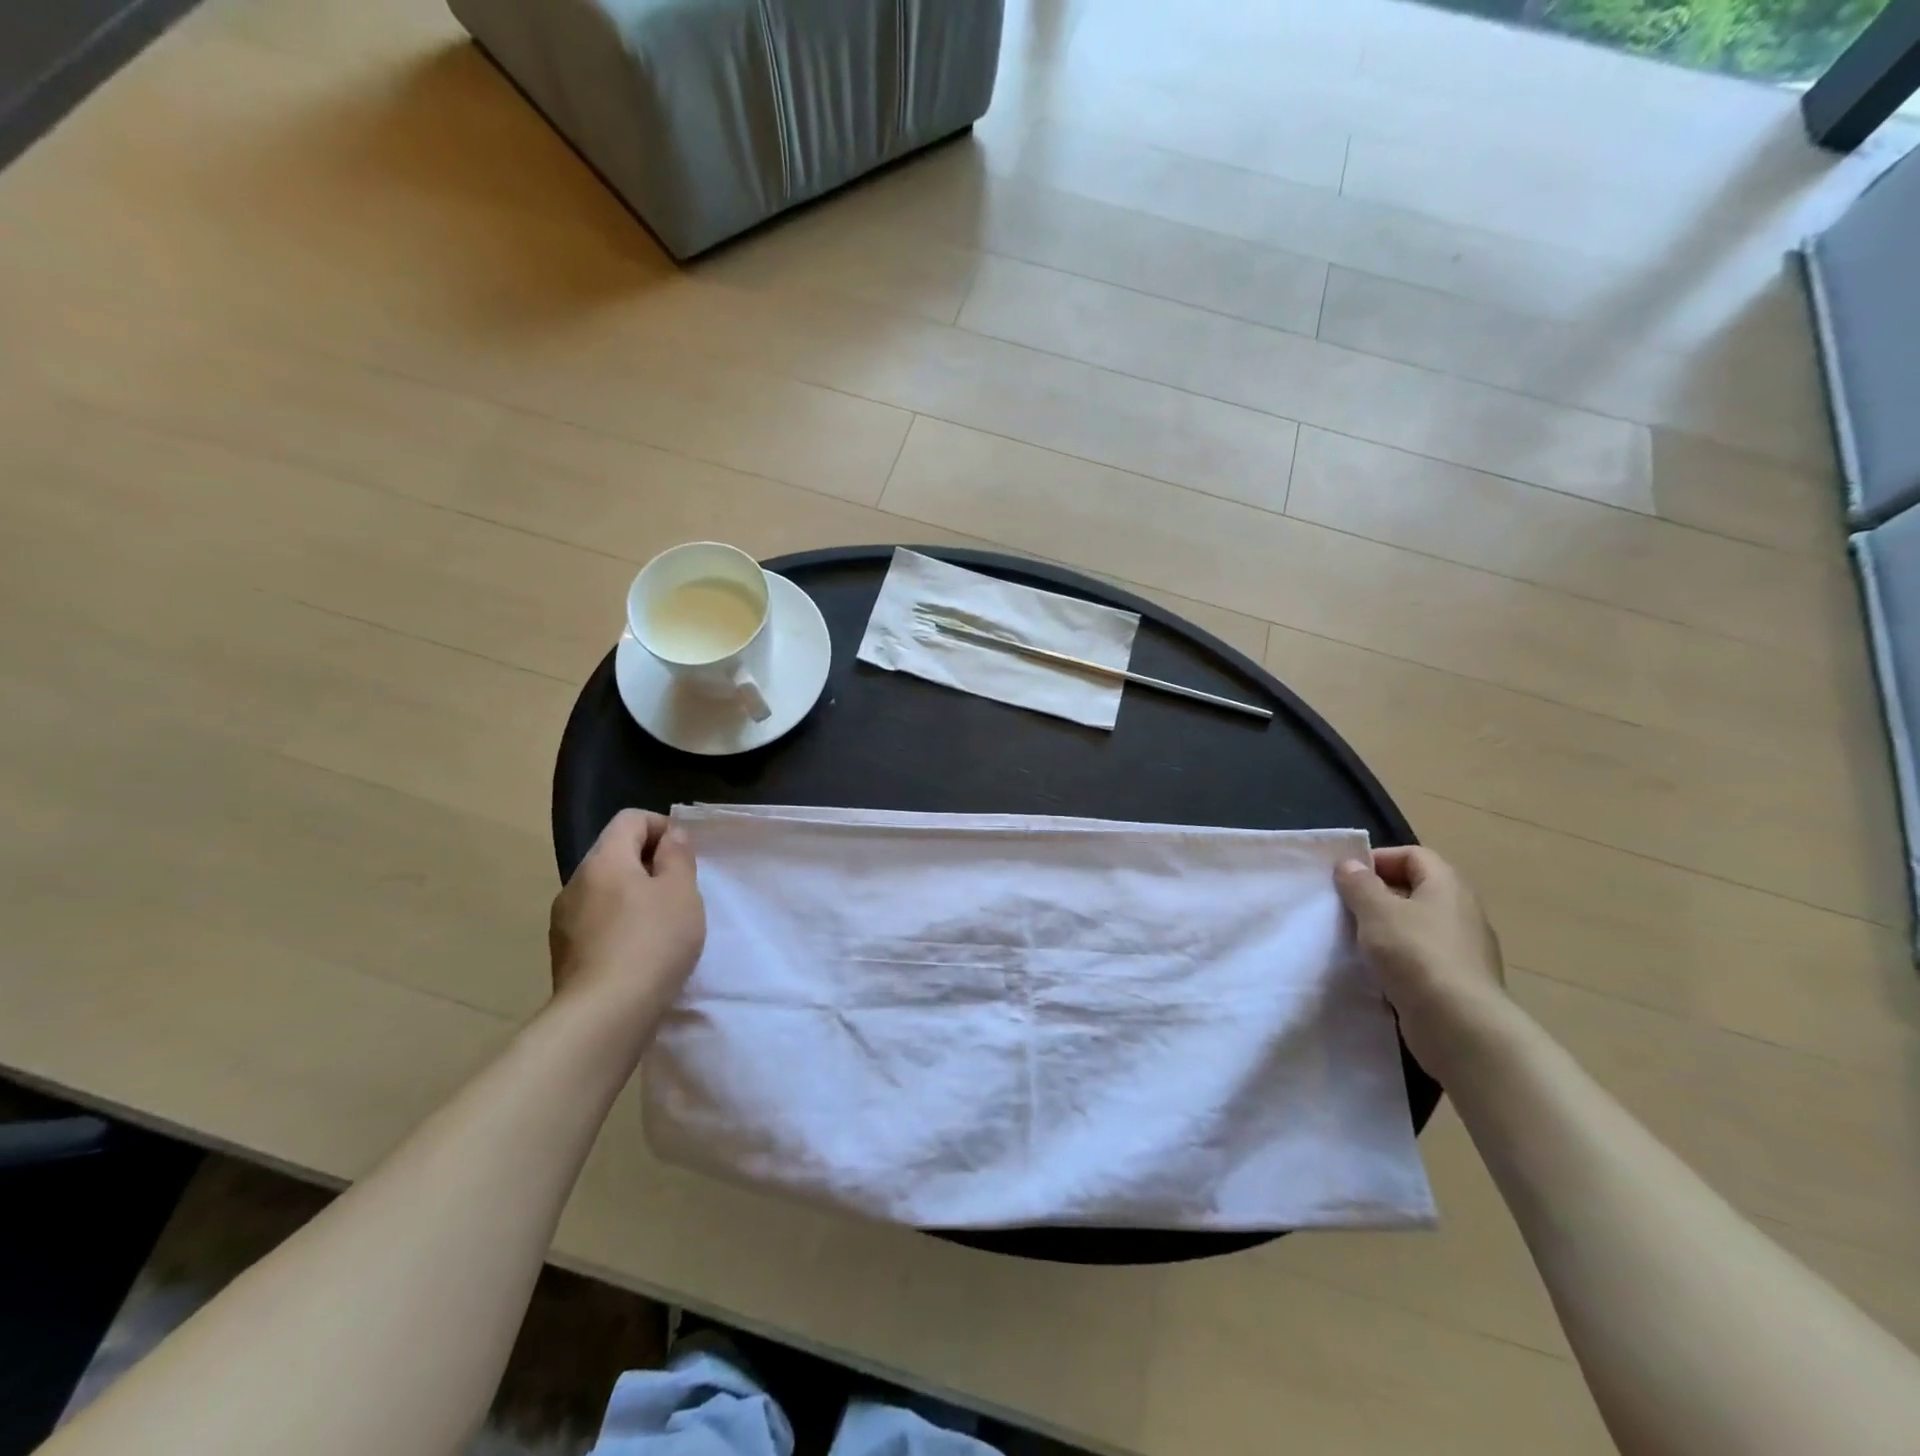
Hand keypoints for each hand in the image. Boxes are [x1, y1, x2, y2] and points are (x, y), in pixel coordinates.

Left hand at [548, 810, 705, 1026]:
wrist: (604, 1015)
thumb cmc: (652, 942)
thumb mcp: (681, 892)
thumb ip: (677, 856)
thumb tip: (671, 834)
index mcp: (604, 860)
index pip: (630, 819)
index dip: (662, 827)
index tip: (685, 856)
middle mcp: (576, 882)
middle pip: (615, 854)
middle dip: (649, 864)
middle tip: (680, 892)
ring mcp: (564, 920)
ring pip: (605, 891)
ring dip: (634, 897)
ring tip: (662, 926)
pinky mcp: (563, 953)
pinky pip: (596, 922)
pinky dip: (619, 925)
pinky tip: (639, 953)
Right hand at [1334, 846, 1506, 1076]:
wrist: (1459, 1025)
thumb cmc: (1416, 954)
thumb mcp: (1377, 911)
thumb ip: (1359, 884)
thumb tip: (1351, 865)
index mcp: (1448, 886)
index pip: (1414, 855)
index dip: (1379, 859)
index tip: (1347, 877)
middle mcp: (1462, 911)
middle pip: (1414, 889)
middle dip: (1377, 895)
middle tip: (1344, 907)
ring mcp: (1464, 948)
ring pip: (1415, 925)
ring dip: (1384, 929)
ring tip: (1354, 940)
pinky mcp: (1457, 980)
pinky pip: (1421, 956)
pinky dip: (1397, 958)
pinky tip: (1375, 971)